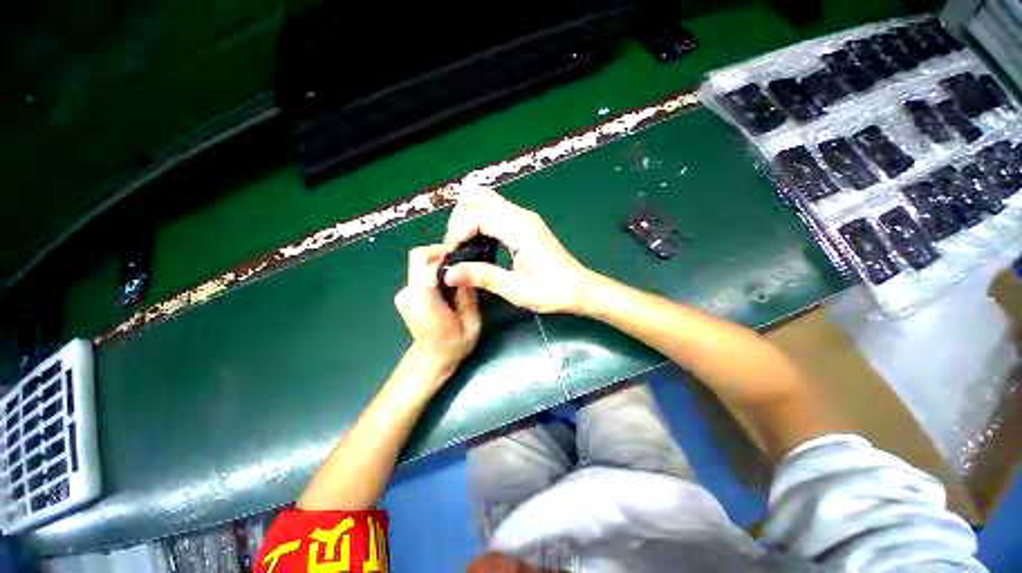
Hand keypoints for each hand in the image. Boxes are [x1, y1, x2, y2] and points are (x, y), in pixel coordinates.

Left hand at [394, 245, 481, 378]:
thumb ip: (468, 296)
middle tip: (462, 260)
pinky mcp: (406, 293)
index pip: (429, 262)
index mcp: (423, 299)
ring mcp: (404, 292)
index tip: (466, 255)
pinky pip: (420, 272)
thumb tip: (470, 270)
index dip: (447, 254)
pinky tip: (449, 281)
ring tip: (459, 272)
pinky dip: (435, 270)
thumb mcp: (471, 323)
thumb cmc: (453, 345)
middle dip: (441, 252)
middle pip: (419, 256)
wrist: (431, 359)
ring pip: (420, 262)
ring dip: (439, 261)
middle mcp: (408, 292)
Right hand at [444, 186, 596, 313]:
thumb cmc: (554, 292)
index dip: (458, 232)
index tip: (453, 256)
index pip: (477, 214)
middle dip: (459, 219)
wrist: (581, 289)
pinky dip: (479, 222)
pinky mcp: (525, 224)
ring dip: (468, 218)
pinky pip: (494, 211)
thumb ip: (483, 278)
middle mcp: (521, 216)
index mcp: (520, 229)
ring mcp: (524, 217)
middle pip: (478, 197)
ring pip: (485, 201)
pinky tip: (479, 244)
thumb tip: (448, 273)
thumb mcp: (518, 291)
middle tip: (457, 248)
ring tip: (465, 247)